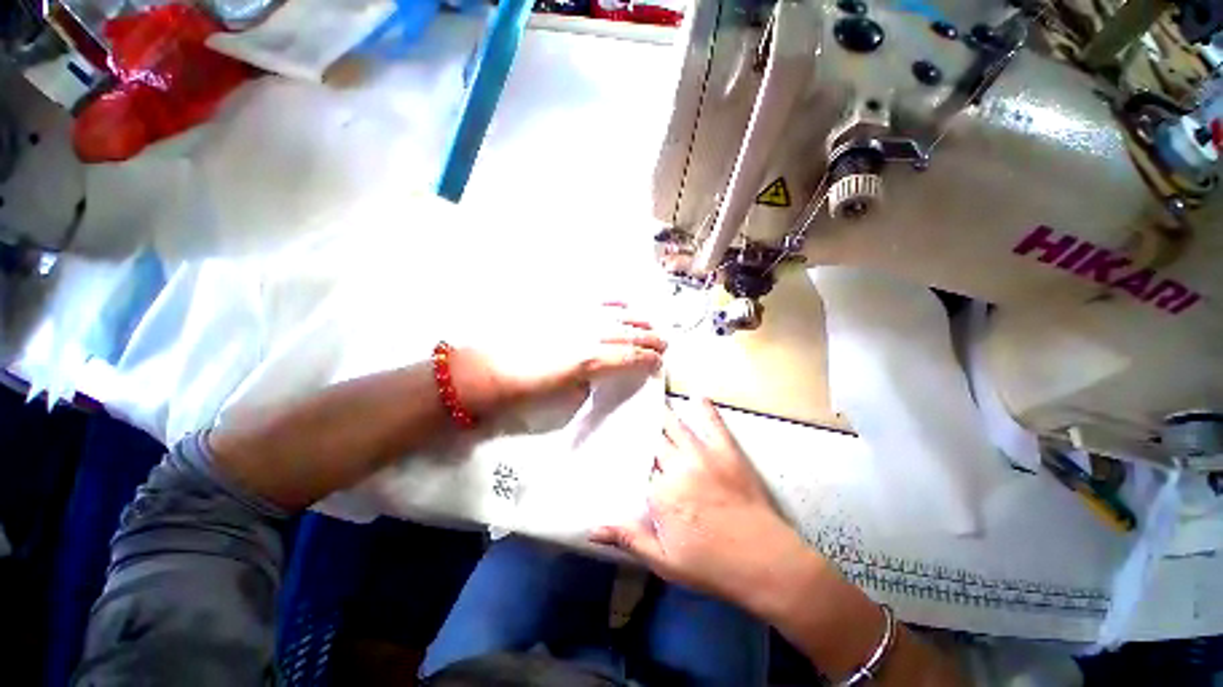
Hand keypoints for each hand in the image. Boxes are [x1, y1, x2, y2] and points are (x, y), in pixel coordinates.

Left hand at [451, 303, 666, 416]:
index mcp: (590, 359)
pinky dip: (612, 302)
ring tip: (650, 324)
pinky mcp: (562, 308)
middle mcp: (588, 334)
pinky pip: (594, 300)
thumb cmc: (526, 391)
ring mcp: (576, 317)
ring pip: (616, 315)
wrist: (490, 369)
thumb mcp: (565, 397)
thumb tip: (602, 372)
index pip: (630, 357)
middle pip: (628, 333)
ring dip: (637, 320)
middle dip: (650, 338)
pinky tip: (623, 304)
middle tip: (663, 343)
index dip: (648, 359)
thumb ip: (591, 382)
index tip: (659, 362)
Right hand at [591, 399, 815, 610]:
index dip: (633, 461)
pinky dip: (705, 408)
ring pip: (676, 427)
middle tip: (634, 419)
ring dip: (664, 415)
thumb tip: (590, 528)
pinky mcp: (727, 451)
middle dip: (645, 433)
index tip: (626, 453)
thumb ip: (628, 539)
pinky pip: (713, 424)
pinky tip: (698, 395)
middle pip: (655, 444)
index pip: (639, 469)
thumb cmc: (712, 565)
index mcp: (660, 493)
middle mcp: (677, 467)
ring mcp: (703, 455)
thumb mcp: (665, 562)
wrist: (766, 562)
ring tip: (653, 403)